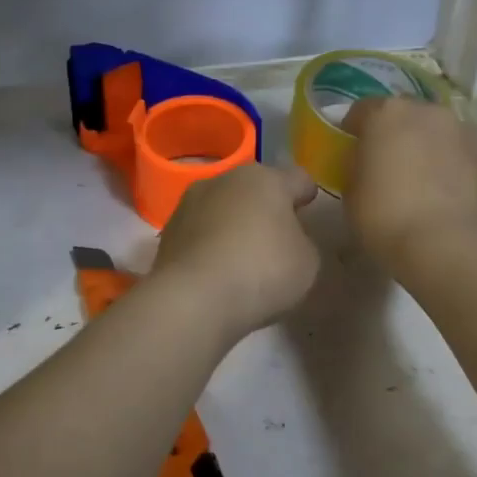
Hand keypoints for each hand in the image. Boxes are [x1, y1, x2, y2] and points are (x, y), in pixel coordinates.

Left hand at [153, 163, 320, 338]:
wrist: (194, 298)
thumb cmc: (262, 270)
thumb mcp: (307, 262)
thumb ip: (301, 242)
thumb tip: (285, 239)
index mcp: (266, 179)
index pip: (297, 179)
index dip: (306, 194)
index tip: (308, 209)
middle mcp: (225, 179)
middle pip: (254, 189)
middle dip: (265, 208)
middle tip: (276, 237)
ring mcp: (190, 202)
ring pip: (222, 207)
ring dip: (233, 223)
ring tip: (243, 257)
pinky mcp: (168, 230)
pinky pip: (200, 232)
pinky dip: (210, 245)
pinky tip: (216, 271)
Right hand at [341, 98, 476, 270]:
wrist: (444, 243)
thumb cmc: (384, 215)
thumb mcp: (350, 189)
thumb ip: (356, 163)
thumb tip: (365, 160)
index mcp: (386, 113)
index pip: (361, 110)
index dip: (353, 130)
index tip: (352, 152)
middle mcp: (426, 110)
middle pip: (403, 115)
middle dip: (394, 133)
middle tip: (387, 165)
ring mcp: (461, 129)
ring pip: (435, 130)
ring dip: (426, 144)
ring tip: (421, 178)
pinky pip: (458, 150)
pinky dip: (450, 162)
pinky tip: (444, 190)